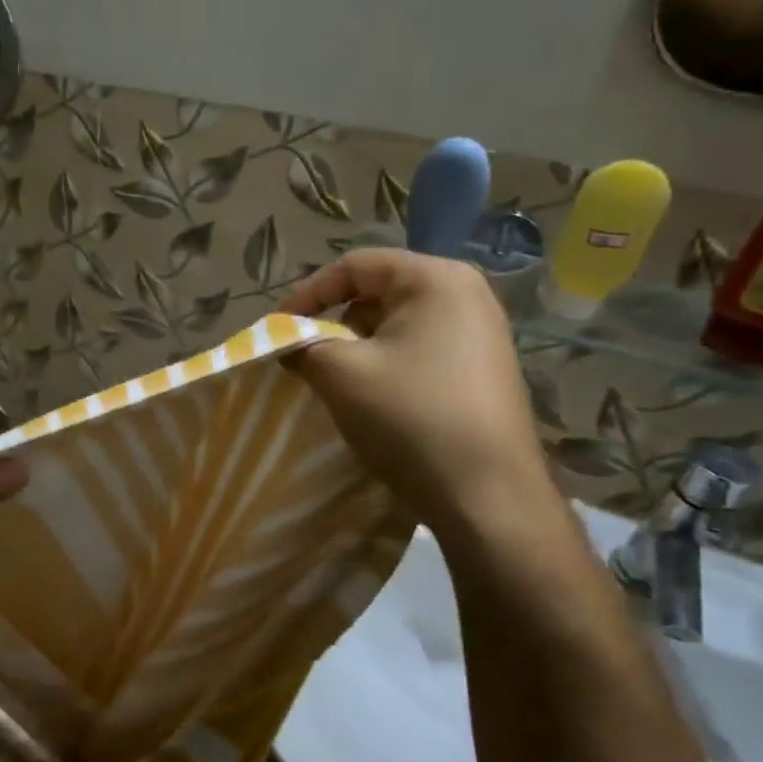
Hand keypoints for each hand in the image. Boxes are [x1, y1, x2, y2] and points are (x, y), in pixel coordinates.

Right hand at [279, 250, 550, 529]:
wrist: (486, 495)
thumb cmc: (410, 418)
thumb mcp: (341, 374)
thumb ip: (302, 345)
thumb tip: (287, 342)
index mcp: (435, 279)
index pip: (355, 266)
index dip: (307, 294)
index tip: (276, 329)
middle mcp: (466, 294)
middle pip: (377, 293)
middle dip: (333, 322)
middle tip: (304, 357)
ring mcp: (481, 333)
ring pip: (396, 326)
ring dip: (357, 348)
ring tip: (334, 382)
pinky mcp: (482, 369)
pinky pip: (420, 350)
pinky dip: (386, 365)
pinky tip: (373, 400)